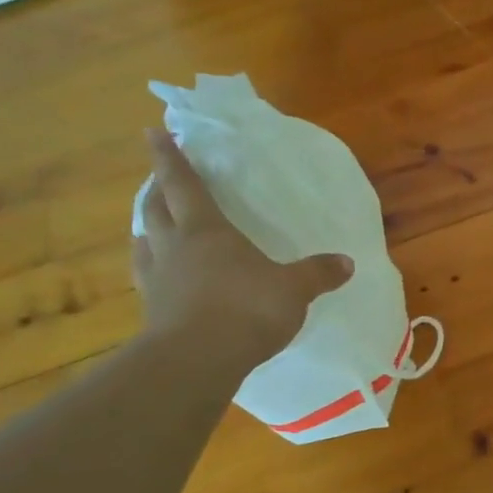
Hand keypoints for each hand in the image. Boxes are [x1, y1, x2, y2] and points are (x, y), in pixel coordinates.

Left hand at [132, 128, 353, 366]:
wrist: (198, 360)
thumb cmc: (247, 309)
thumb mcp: (294, 289)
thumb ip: (318, 274)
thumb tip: (348, 262)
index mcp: (206, 230)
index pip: (184, 183)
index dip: (169, 156)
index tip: (154, 132)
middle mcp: (174, 246)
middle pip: (155, 207)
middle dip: (156, 189)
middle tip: (160, 180)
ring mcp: (157, 279)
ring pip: (145, 241)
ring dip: (148, 228)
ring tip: (155, 226)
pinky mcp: (152, 310)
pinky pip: (147, 276)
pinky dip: (152, 267)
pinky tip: (161, 276)